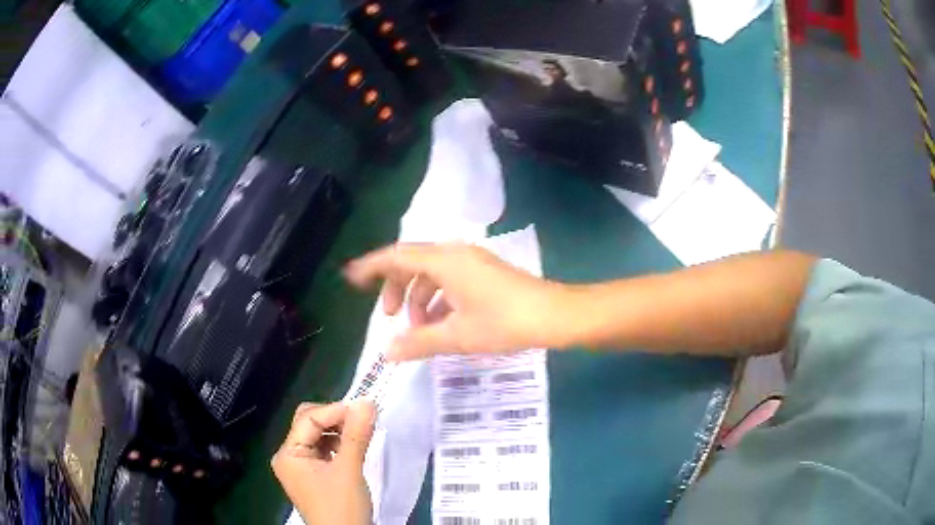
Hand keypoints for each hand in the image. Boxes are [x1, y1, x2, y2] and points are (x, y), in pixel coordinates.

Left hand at [271, 401, 375, 524]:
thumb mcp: (349, 471)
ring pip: (318, 436)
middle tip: (363, 419)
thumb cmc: (342, 507)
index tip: (364, 408)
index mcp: (288, 454)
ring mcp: (301, 467)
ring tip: (362, 433)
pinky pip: (323, 451)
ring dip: (339, 432)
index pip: (308, 419)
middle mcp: (289, 457)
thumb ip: (356, 435)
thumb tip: (367, 402)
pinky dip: (339, 445)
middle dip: (335, 419)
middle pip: (309, 424)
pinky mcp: (314, 476)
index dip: (335, 411)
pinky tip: (354, 448)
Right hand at [344, 243, 566, 360]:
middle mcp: (456, 253)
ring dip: (419, 297)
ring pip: (432, 273)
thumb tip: (387, 353)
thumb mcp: (457, 336)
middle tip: (389, 317)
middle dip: (396, 289)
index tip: (351, 278)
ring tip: (420, 328)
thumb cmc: (504, 322)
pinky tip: (443, 323)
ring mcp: (473, 261)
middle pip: (412, 263)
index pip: (396, 256)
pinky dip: (439, 299)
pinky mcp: (485, 272)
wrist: (555, 315)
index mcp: (444, 261)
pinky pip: (450, 279)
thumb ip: (418, 342)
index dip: (371, 266)